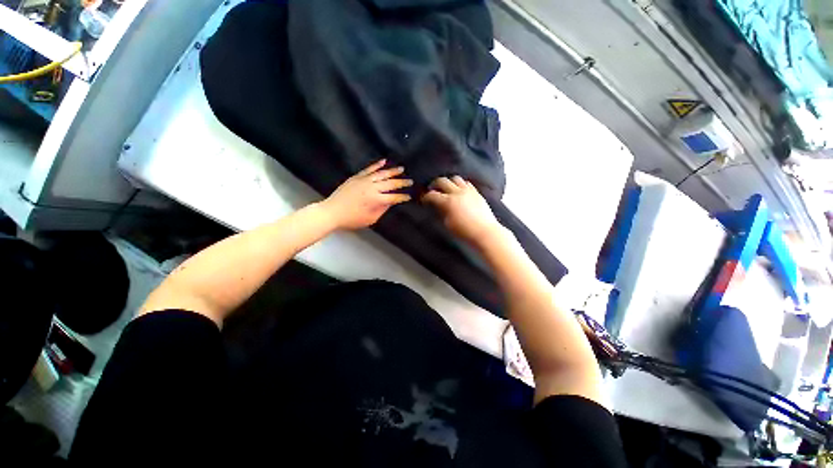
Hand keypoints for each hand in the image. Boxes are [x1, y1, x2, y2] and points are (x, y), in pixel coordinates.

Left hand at [321, 159, 412, 229]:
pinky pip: (369, 169)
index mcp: (376, 200)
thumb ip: (382, 209)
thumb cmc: (352, 219)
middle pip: (390, 183)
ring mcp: (364, 180)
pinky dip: (377, 165)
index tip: (410, 196)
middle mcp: (372, 188)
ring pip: (381, 173)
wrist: (332, 212)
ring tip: (402, 169)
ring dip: (393, 171)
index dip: (403, 197)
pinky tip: (384, 161)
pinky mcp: (357, 177)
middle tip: (410, 181)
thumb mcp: (371, 219)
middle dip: (402, 182)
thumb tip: (390, 202)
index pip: (394, 197)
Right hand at [421, 176, 503, 247]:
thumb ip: (441, 212)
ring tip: (447, 188)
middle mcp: (457, 193)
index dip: (426, 197)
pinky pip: (466, 183)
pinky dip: (460, 185)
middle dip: (434, 184)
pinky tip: (459, 191)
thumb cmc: (464, 231)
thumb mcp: (448, 224)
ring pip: (455, 178)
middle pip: (442, 181)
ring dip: (448, 182)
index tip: (424, 200)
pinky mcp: (476, 192)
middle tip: (432, 189)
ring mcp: (468, 191)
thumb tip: (438, 206)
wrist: (484, 232)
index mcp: (448, 202)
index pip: (432, 195)